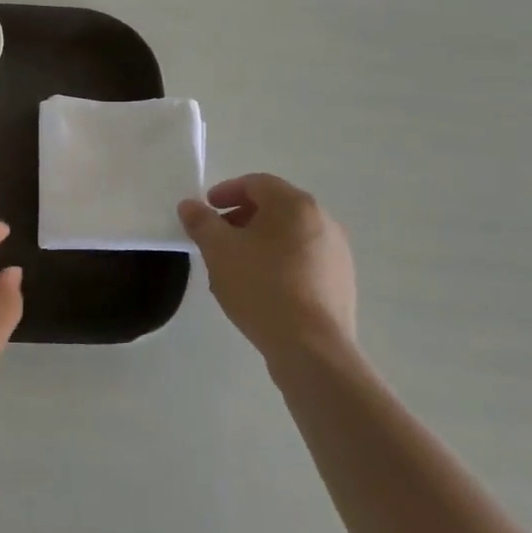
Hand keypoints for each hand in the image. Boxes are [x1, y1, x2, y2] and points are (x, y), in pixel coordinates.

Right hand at [178, 174, 356, 371]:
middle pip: (275, 208)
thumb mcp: (218, 250)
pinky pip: (304, 261)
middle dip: (242, 218)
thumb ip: (201, 222)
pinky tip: (262, 289)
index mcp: (295, 205)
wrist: (311, 349)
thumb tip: (190, 205)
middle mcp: (323, 221)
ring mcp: (337, 254)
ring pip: (290, 236)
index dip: (227, 191)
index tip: (207, 210)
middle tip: (218, 238)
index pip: (257, 183)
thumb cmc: (261, 287)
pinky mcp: (341, 283)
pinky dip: (280, 263)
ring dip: (260, 242)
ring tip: (236, 266)